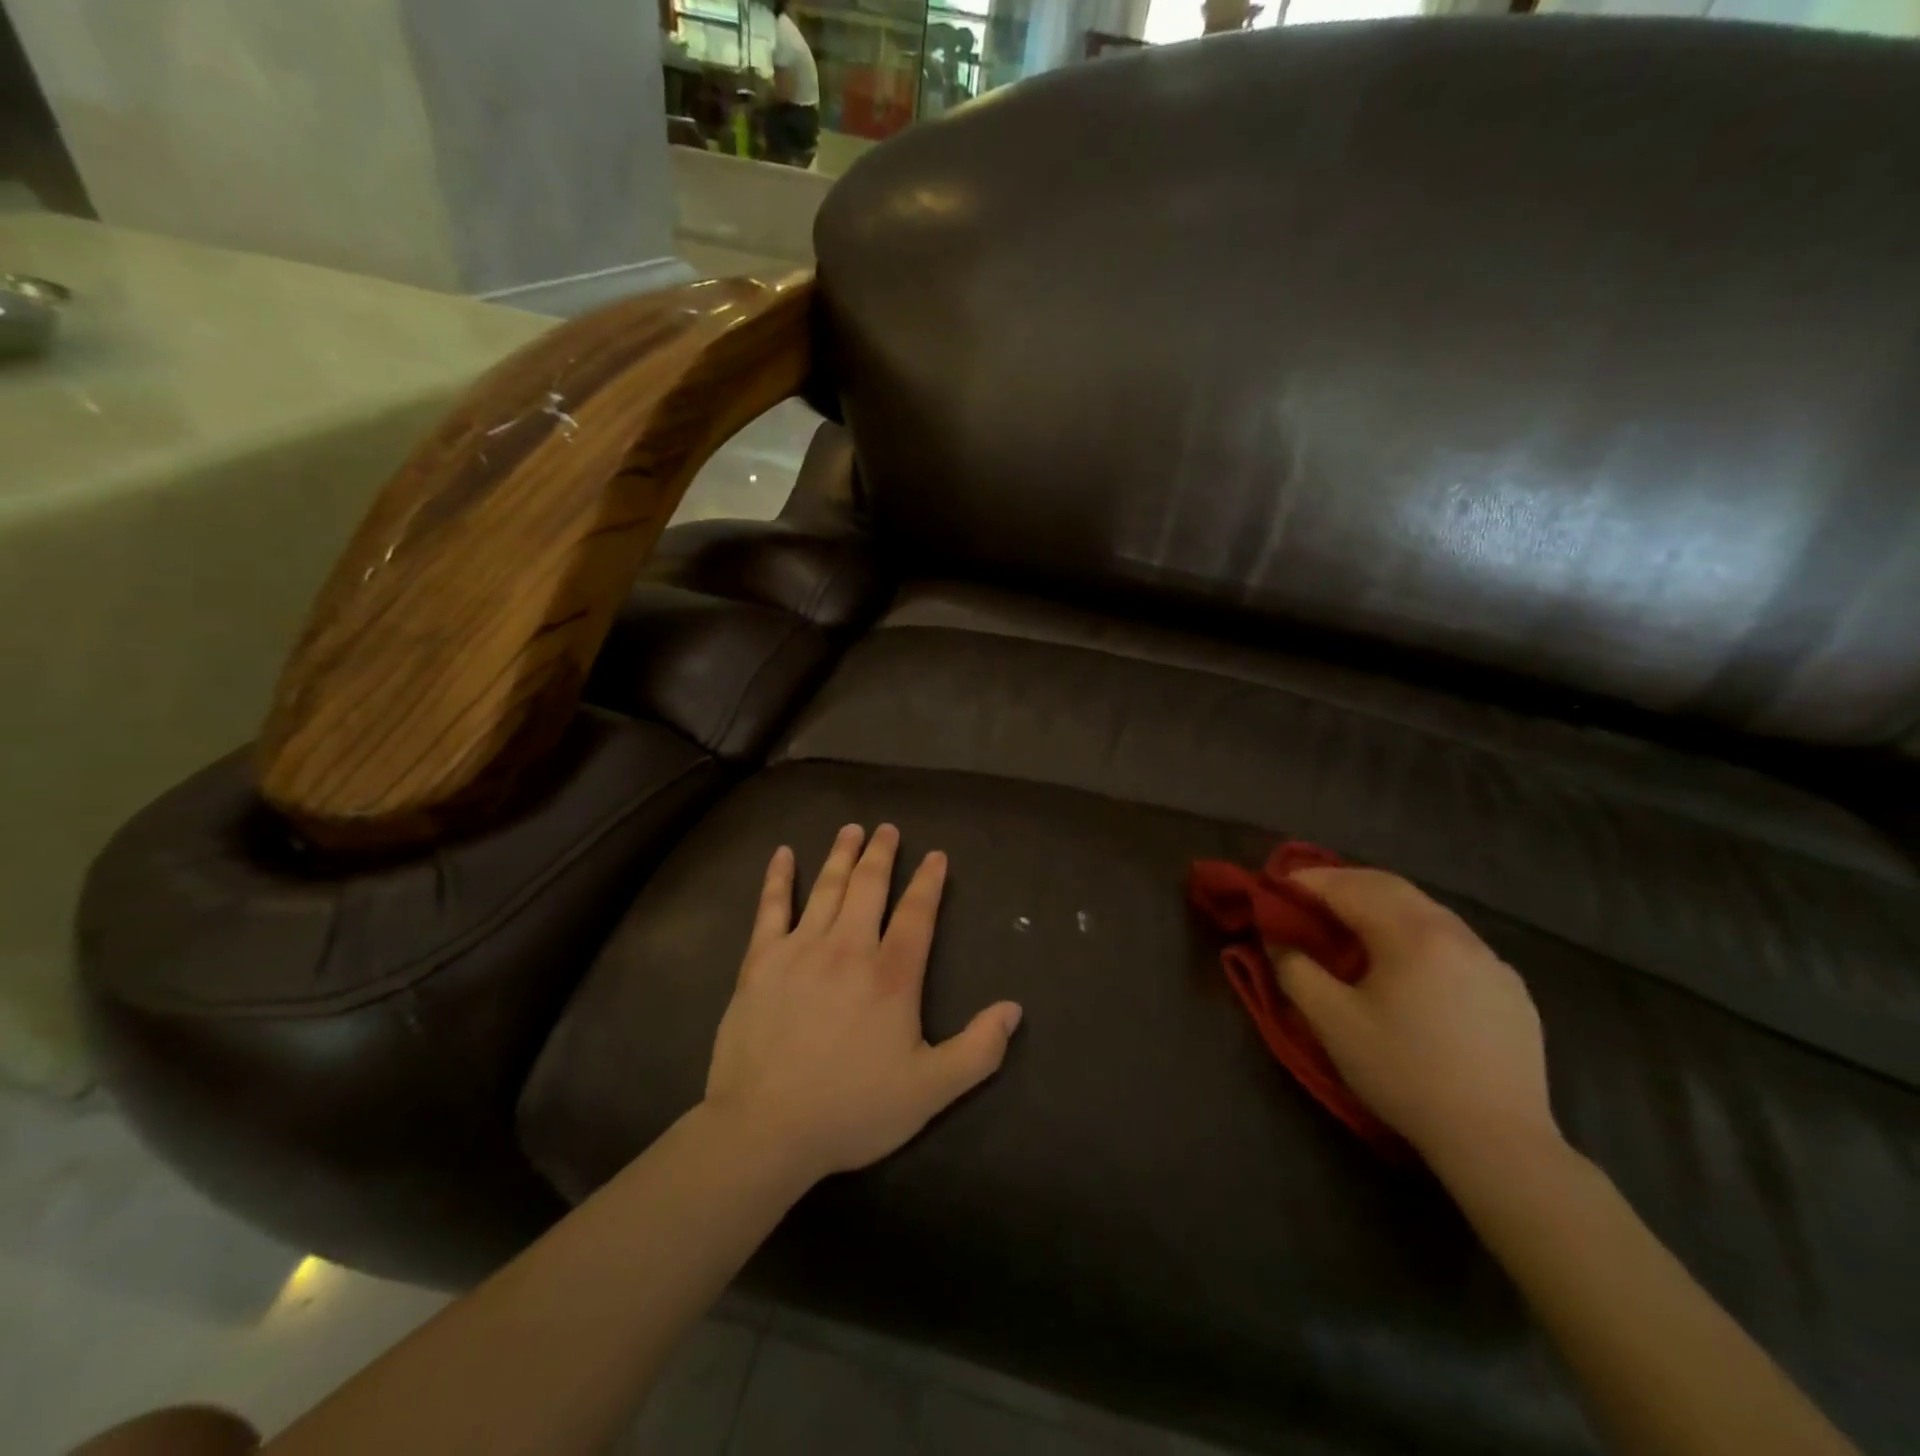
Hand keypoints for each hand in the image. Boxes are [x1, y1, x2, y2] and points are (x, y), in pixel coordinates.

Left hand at [703, 823, 1023, 1182]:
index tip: (936, 855)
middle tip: (888, 829)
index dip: (929, 882)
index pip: (916, 914)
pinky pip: (770, 908)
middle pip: (869, 887)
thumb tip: (1014, 1009)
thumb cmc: (851, 1109)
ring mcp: (800, 950)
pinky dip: (778, 878)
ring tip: (852, 829)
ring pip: (826, 888)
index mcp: (891, 976)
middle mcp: (848, 948)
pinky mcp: (760, 961)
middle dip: (882, 854)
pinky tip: (783, 854)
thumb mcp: (929, 1091)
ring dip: (841, 855)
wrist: (765, 1130)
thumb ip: (977, 1050)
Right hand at [1269, 868, 1559, 1175]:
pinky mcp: (1511, 988)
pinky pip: (1454, 941)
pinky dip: (1418, 934)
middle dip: (1344, 883)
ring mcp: (1490, 959)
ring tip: (1353, 925)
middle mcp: (1455, 932)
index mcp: (1411, 933)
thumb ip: (1295, 970)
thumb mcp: (1331, 1022)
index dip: (1308, 881)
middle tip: (1308, 895)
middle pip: (1390, 887)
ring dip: (1382, 906)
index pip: (1349, 888)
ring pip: (1426, 911)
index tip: (1276, 886)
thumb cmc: (1403, 1073)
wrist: (1497, 1141)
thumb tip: (1279, 941)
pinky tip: (1408, 965)